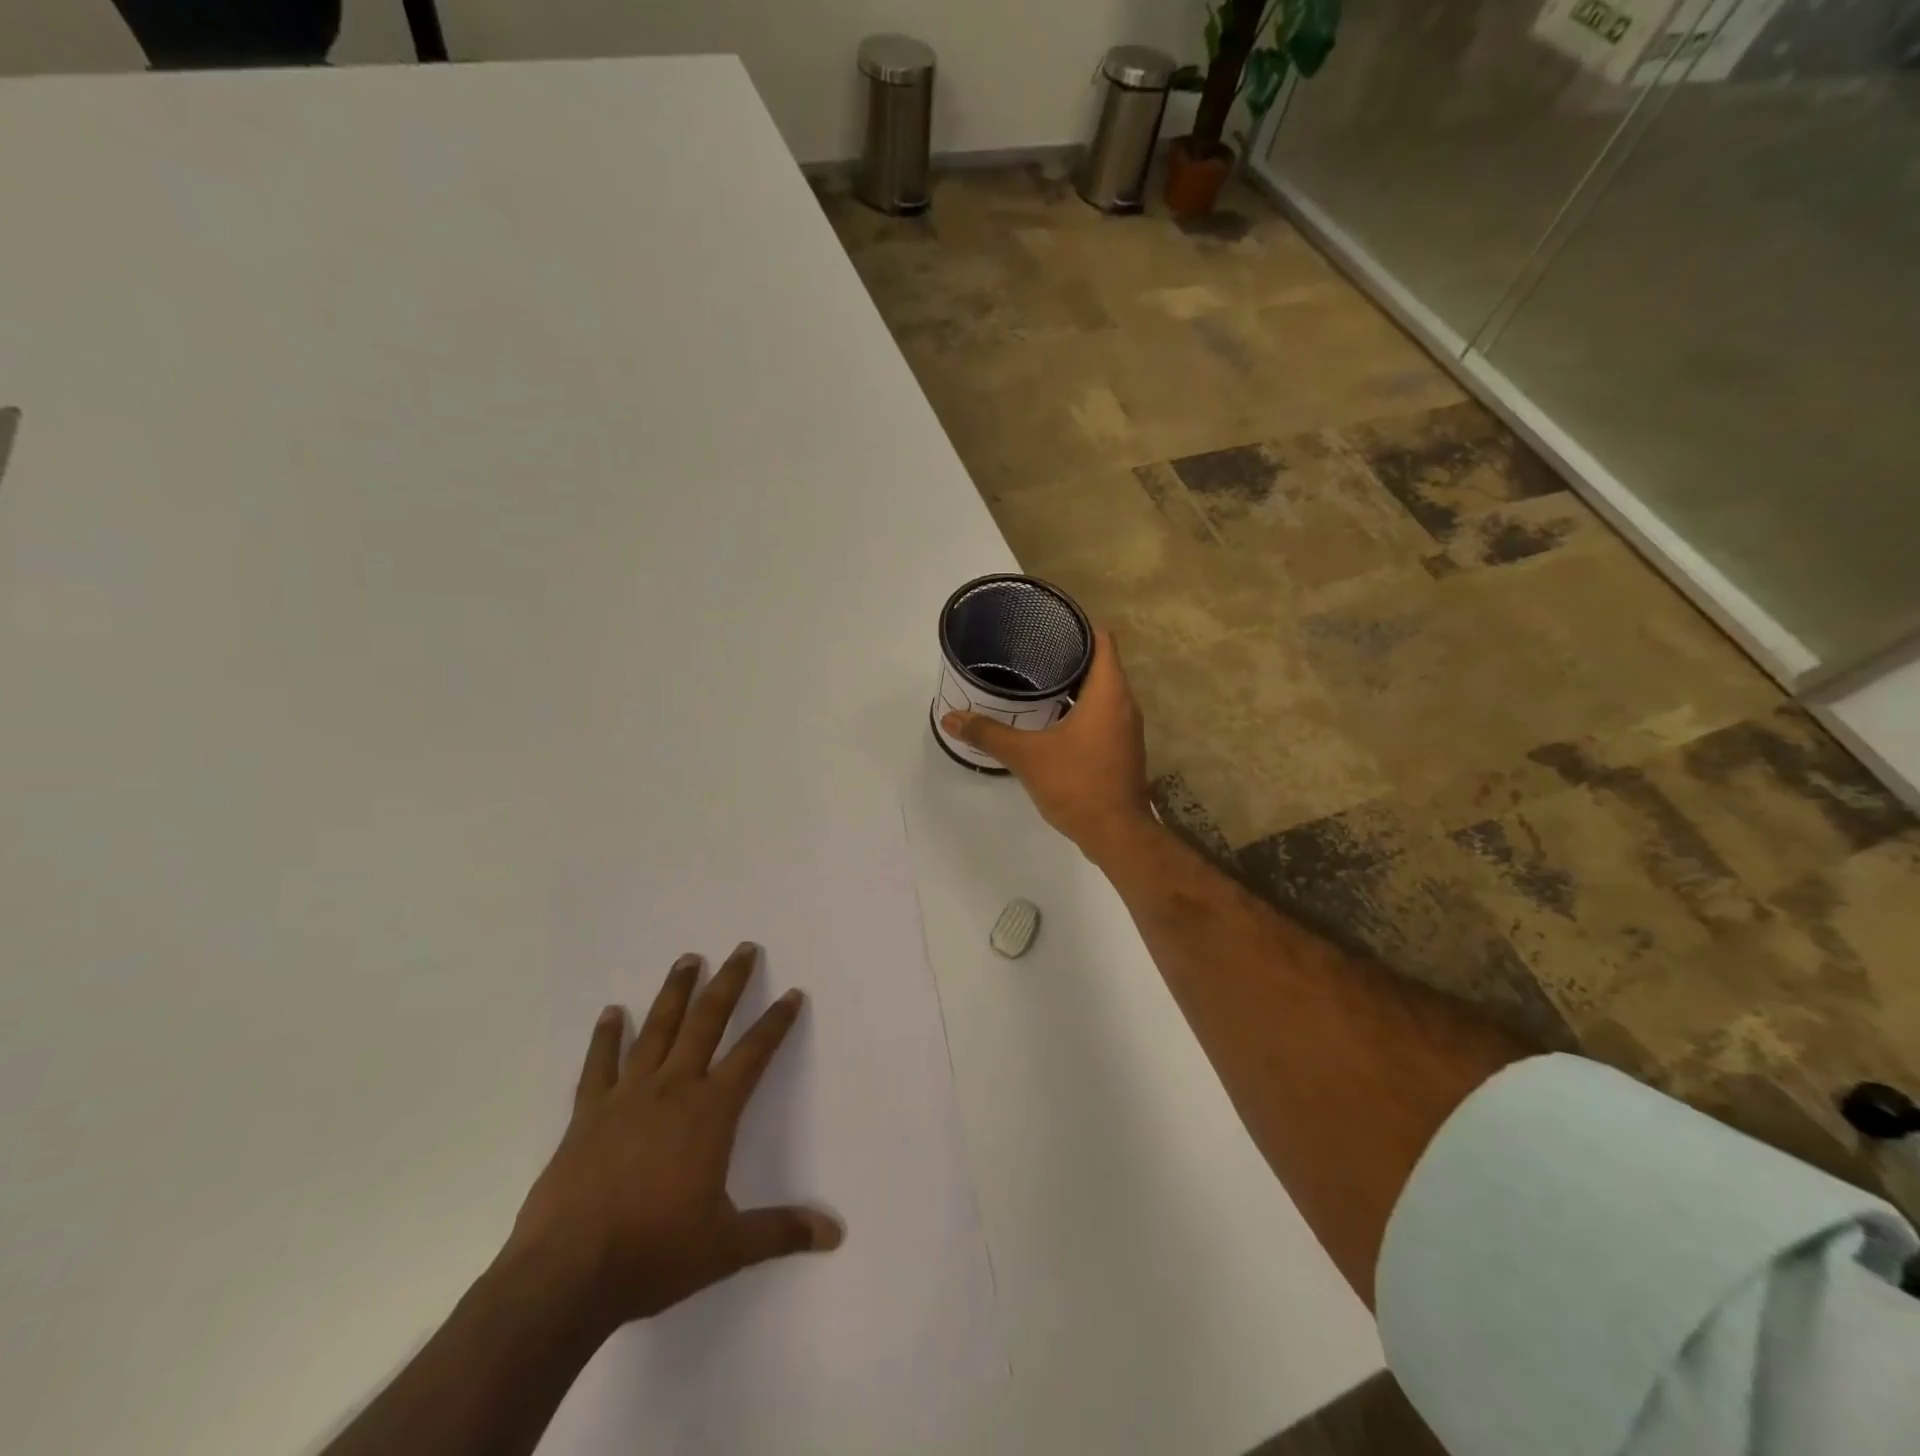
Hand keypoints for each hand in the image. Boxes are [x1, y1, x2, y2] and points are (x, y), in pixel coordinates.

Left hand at [504, 943, 841, 1335]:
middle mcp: (673, 1089)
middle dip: (729, 983)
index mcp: (711, 1112)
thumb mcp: (727, 1246)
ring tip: (688, 959)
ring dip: (675, 992)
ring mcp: (627, 1097)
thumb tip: (835, 1235)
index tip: (792, 993)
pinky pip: (599, 1065)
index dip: (776, 1022)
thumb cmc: (654, 1254)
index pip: (754, 1054)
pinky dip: (606, 1037)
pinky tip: (610, 1012)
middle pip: (707, 1022)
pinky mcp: (587, 1114)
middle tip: (742, 949)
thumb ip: (781, 1232)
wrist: (566, 1276)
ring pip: (657, 1030)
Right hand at [940, 626, 1154, 857]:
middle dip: (1069, 653)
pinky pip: (1102, 713)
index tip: (1049, 621)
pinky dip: (1080, 707)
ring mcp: (1126, 727)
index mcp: (1108, 692)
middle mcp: (1124, 703)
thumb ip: (988, 734)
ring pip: (1102, 690)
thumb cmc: (1077, 785)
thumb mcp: (1027, 756)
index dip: (1078, 624)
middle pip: (1101, 663)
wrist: (1116, 834)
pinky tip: (1051, 717)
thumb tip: (950, 718)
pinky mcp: (1122, 748)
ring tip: (1036, 678)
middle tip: (1031, 648)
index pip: (1102, 639)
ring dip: (1074, 683)